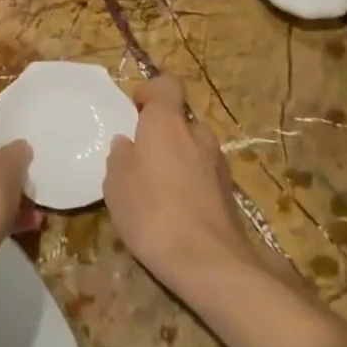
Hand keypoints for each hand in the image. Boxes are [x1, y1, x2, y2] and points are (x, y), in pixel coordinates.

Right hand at [104, 77, 256, 297]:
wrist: (209, 262)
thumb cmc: (152, 212)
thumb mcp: (116, 185)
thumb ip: (120, 157)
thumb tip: (126, 143)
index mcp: (167, 123)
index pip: (166, 85)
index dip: (151, 92)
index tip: (135, 110)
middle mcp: (197, 134)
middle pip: (180, 121)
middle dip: (164, 134)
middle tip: (142, 159)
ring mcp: (218, 164)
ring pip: (195, 150)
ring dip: (179, 160)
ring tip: (158, 190)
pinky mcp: (230, 194)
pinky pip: (205, 176)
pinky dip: (192, 185)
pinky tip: (177, 212)